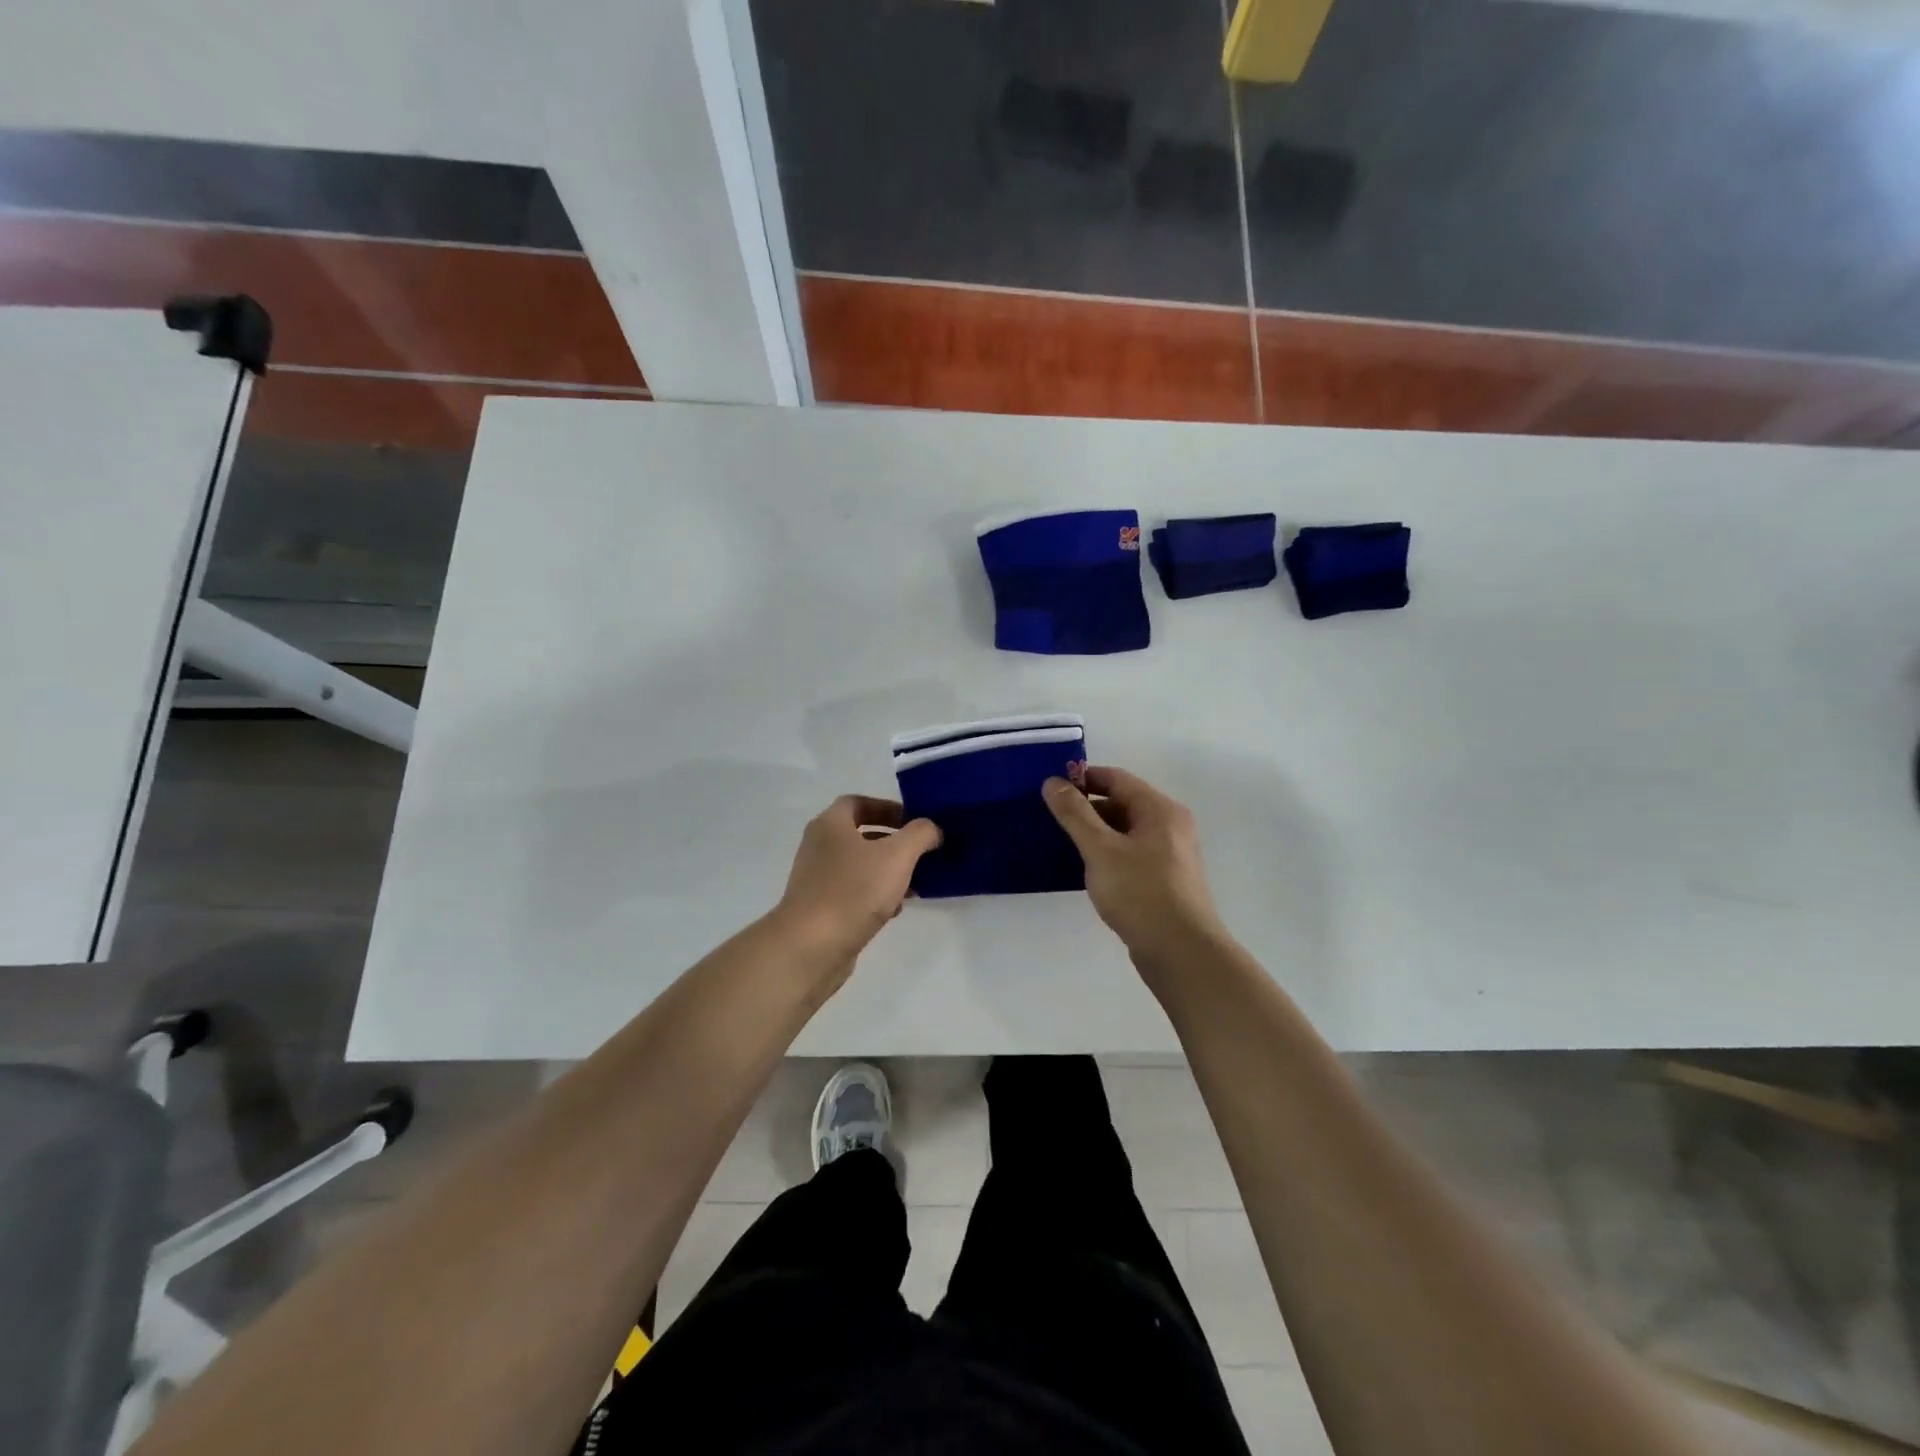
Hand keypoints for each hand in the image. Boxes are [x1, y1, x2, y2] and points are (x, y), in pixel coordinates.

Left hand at [773, 796, 941, 972]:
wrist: (810, 947)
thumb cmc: (853, 891)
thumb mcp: (897, 856)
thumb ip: (920, 834)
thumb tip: (932, 828)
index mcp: (830, 825)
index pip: (858, 802)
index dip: (887, 807)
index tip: (913, 821)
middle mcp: (819, 847)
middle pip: (860, 835)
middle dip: (893, 842)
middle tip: (921, 852)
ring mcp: (817, 879)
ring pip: (859, 866)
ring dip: (888, 871)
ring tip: (916, 883)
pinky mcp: (820, 908)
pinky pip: (853, 892)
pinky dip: (875, 895)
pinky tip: (895, 909)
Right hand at [1044, 766, 1227, 967]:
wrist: (1181, 952)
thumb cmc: (1140, 893)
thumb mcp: (1100, 849)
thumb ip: (1075, 814)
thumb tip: (1053, 782)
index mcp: (1160, 810)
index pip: (1117, 779)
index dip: (1083, 779)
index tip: (1052, 788)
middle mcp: (1171, 826)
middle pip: (1123, 804)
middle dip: (1087, 809)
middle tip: (1052, 820)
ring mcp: (1172, 855)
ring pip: (1127, 832)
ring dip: (1097, 834)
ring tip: (1064, 845)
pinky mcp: (1167, 880)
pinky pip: (1132, 854)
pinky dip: (1110, 855)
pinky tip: (1088, 871)